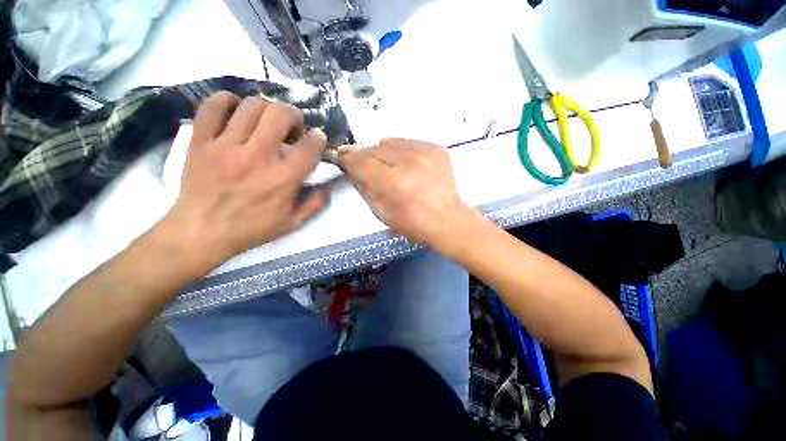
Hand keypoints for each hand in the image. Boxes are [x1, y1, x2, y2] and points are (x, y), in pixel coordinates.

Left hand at [160, 92, 328, 268]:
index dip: (318, 138)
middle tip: (293, 125)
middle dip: (293, 114)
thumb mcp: (292, 223)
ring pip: (251, 106)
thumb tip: (329, 185)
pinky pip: (212, 107)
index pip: (308, 147)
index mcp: (282, 179)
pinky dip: (227, 101)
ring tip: (267, 120)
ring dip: (266, 108)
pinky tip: (236, 110)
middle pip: (280, 115)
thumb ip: (316, 204)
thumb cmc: (251, 229)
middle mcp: (256, 158)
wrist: (200, 233)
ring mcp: (225, 146)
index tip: (317, 138)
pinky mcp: (200, 142)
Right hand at [339, 138, 479, 248]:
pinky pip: (407, 142)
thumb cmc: (413, 223)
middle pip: (374, 148)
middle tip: (366, 166)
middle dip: (365, 157)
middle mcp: (410, 162)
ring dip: (383, 153)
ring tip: (390, 168)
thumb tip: (351, 167)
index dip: (348, 158)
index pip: (361, 161)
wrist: (448, 220)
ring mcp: (426, 152)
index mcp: (395, 183)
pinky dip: (400, 152)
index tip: (342, 157)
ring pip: (389, 141)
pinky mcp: (436, 148)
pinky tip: (407, 165)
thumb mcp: (381, 212)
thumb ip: (363, 187)